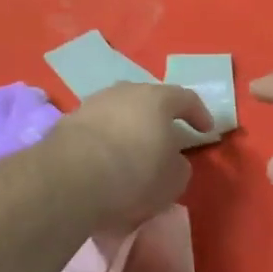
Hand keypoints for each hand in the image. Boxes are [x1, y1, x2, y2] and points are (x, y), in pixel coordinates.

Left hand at [46, 82, 213, 229]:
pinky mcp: (67, 122)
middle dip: (159, 118)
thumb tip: (172, 160)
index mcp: (157, 99)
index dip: (199, 114)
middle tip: (165, 138)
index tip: (205, 131)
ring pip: (118, 111)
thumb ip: (179, 165)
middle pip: (148, 100)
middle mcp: (124, 92)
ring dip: (128, 128)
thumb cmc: (134, 175)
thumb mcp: (173, 180)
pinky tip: (104, 161)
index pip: (186, 98)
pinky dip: (104, 141)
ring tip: (131, 151)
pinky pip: (96, 128)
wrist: (70, 179)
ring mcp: (92, 103)